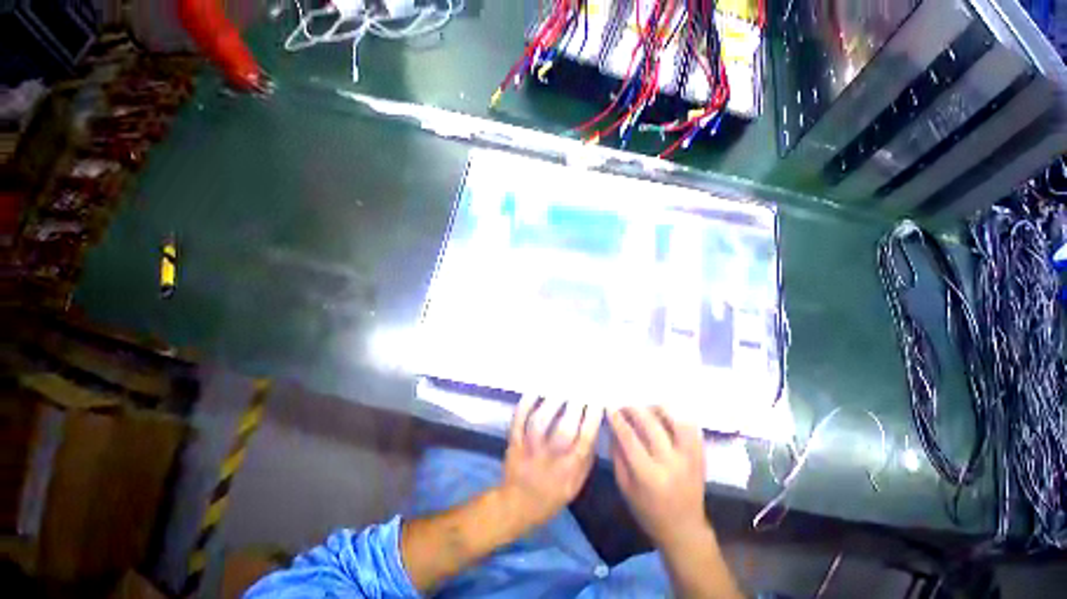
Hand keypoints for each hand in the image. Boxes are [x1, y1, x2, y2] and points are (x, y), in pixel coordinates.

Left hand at [500, 395, 603, 530]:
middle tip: (581, 386)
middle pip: (564, 429)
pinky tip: (535, 390)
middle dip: (574, 406)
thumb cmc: (552, 494)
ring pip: (540, 422)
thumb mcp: (577, 483)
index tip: (597, 399)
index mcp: (569, 469)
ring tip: (561, 385)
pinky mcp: (514, 442)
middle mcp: (550, 458)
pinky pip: (518, 420)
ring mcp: (529, 448)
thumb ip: (586, 457)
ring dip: (551, 402)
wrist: (517, 504)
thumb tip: (595, 426)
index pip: (585, 440)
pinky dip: (526, 404)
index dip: (592, 418)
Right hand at [608, 406, 708, 549]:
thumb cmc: (648, 511)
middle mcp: (671, 464)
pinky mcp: (700, 456)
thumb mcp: (625, 487)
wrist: (684, 529)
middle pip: (651, 425)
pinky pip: (691, 428)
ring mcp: (689, 459)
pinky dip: (678, 417)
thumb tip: (613, 427)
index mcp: (649, 476)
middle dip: (634, 409)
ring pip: (675, 421)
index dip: (618, 420)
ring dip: (658, 409)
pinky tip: (666, 416)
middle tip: (624, 405)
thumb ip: (618, 456)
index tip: (610, 407)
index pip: (629, 439)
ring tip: (646, 408)